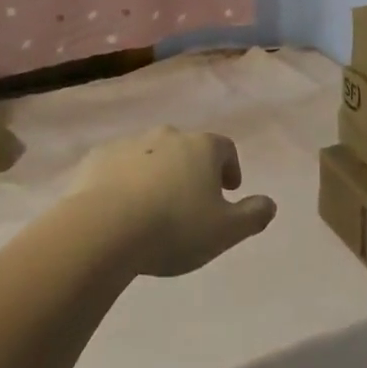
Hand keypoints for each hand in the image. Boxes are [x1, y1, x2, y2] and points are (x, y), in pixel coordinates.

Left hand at [73, 127, 276, 278]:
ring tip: (153, 209)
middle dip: (192, 170)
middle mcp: (167, 136)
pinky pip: (117, 166)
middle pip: (187, 148)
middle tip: (191, 201)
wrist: (103, 229)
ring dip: (157, 174)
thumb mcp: (225, 231)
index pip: (225, 148)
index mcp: (202, 148)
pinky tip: (120, 209)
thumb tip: (270, 203)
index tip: (228, 190)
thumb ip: (253, 215)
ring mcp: (129, 144)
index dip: (230, 168)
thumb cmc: (174, 228)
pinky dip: (123, 180)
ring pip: (151, 155)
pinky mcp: (96, 158)